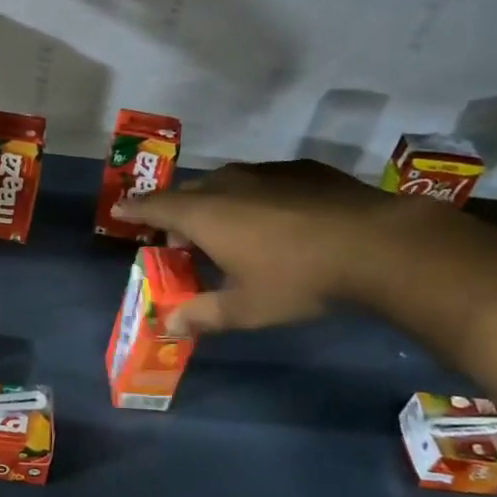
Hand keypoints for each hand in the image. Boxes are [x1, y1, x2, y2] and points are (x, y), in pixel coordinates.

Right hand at [114, 159, 418, 333]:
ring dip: (215, 205)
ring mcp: (264, 172)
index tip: (120, 210)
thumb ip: (202, 315)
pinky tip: (275, 221)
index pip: (154, 207)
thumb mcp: (246, 308)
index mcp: (203, 214)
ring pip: (224, 184)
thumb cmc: (298, 278)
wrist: (377, 244)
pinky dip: (252, 198)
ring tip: (227, 233)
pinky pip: (259, 181)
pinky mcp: (300, 169)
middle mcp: (226, 184)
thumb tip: (169, 326)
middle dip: (176, 215)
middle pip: (187, 194)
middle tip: (182, 243)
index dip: (134, 209)